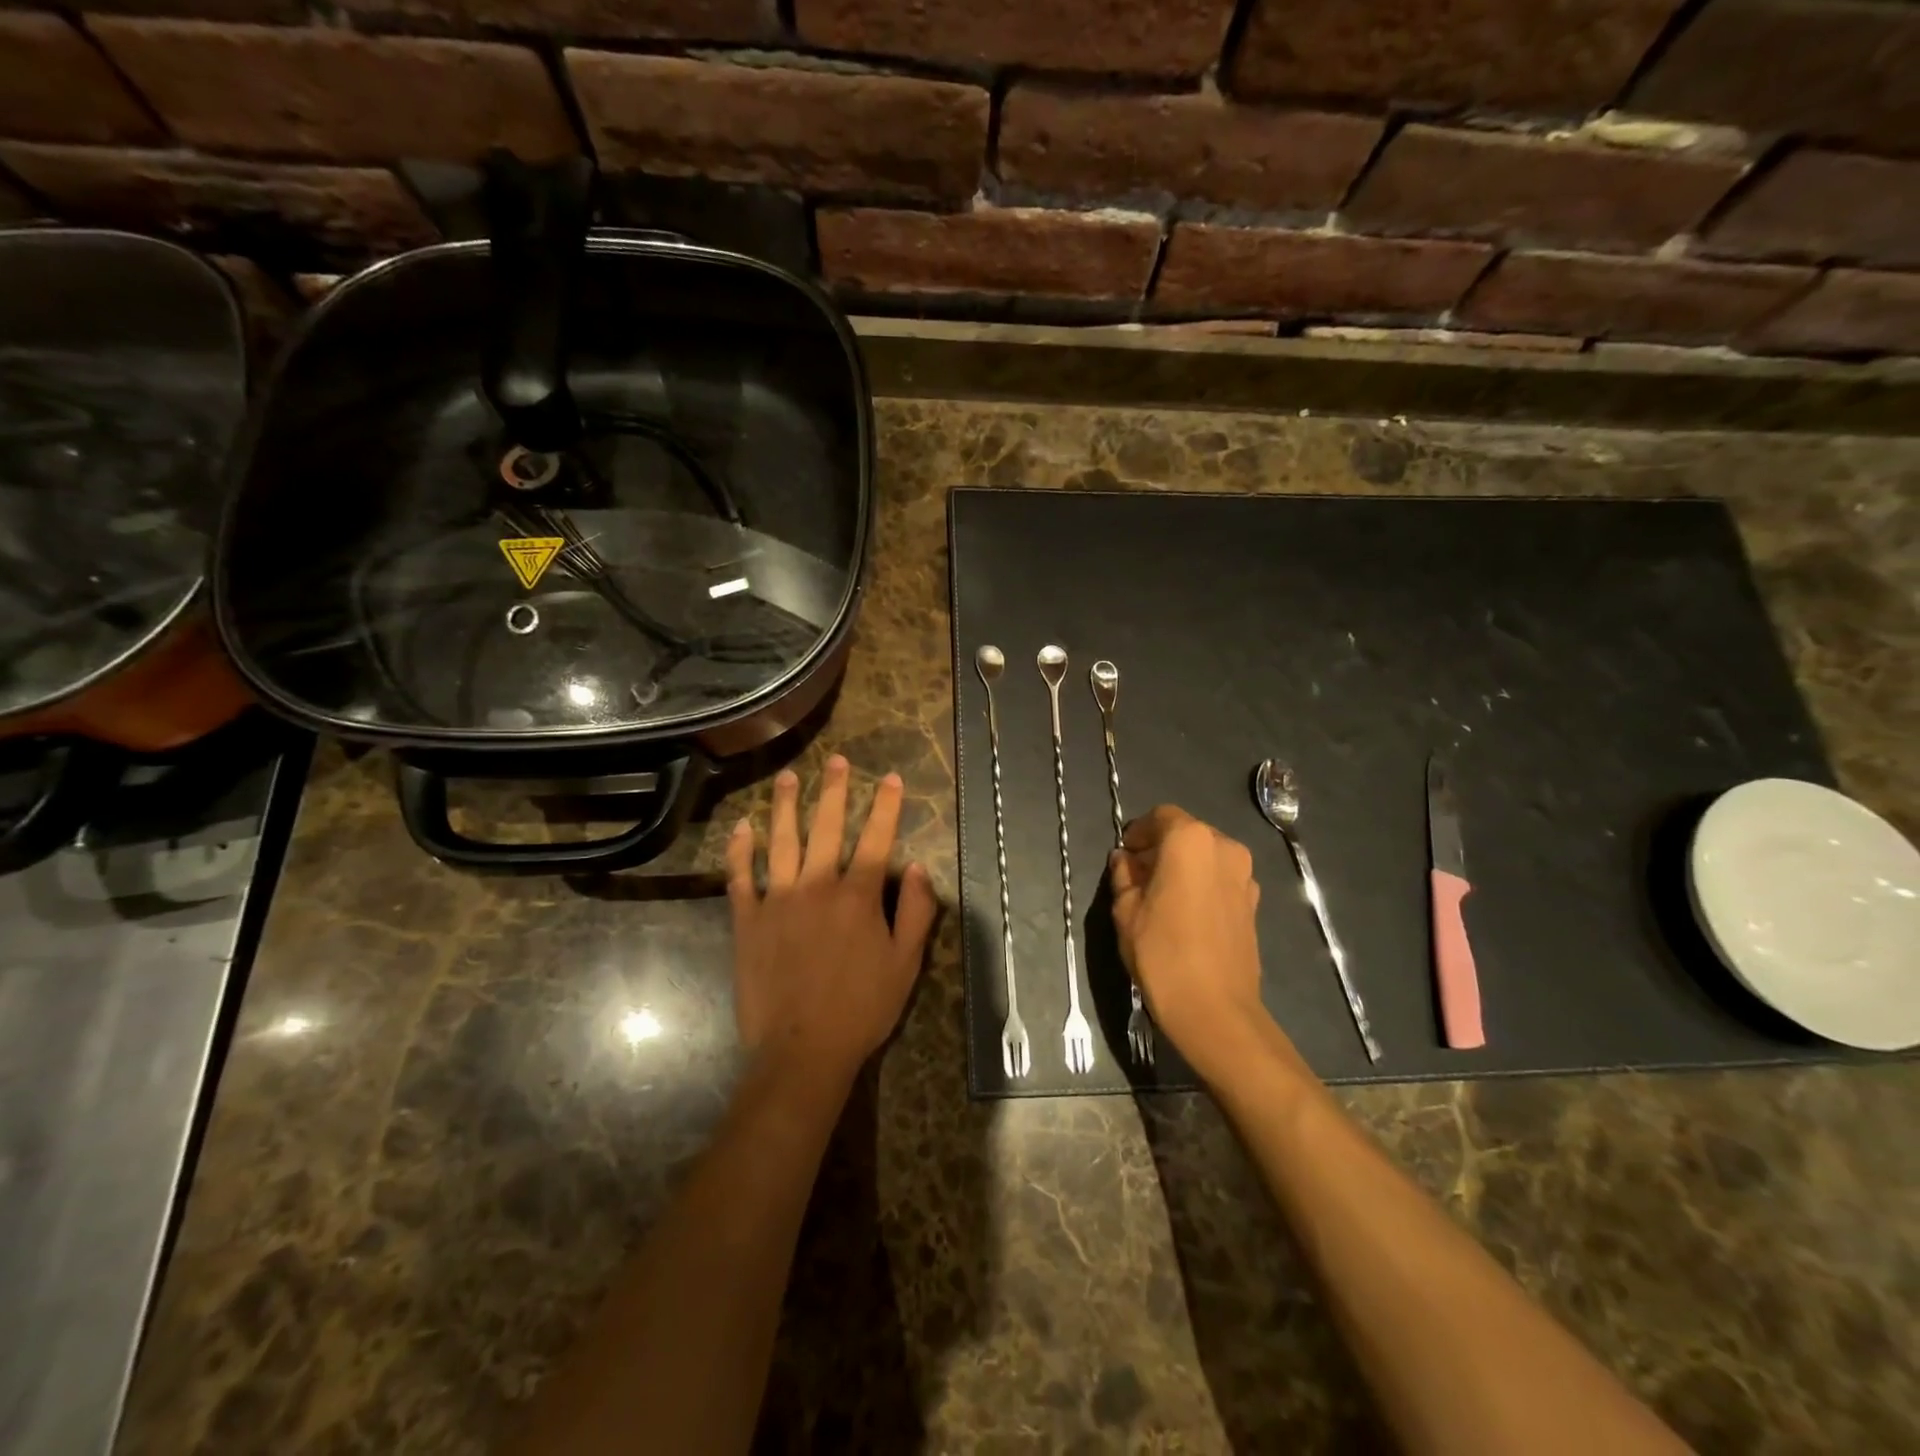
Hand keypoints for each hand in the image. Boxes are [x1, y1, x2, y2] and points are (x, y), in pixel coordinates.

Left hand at [726, 756, 937, 1087]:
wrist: (802, 1050)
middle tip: (835, 760)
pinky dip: (740, 850)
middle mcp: (818, 886)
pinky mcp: (748, 920)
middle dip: (834, 791)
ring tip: (788, 778)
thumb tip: (920, 868)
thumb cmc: (862, 1008)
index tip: (891, 778)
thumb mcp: (906, 965)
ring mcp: (778, 900)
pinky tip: (743, 827)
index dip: (886, 806)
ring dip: (786, 806)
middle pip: (827, 827)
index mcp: (859, 896)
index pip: (877, 838)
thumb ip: (917, 913)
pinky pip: (741, 877)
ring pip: (782, 841)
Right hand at [1110, 805, 1275, 1080]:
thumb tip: (1125, 861)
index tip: (1125, 855)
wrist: (1215, 1010)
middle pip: (1187, 833)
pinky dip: (1202, 884)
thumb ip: (1124, 876)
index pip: (1161, 816)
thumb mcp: (1126, 911)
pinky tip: (1185, 914)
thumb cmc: (1162, 953)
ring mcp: (1245, 876)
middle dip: (1161, 847)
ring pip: (1206, 856)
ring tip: (1162, 897)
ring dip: (1184, 866)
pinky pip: (1221, 879)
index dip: (1139, 831)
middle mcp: (1224, 847)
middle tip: (1139, 876)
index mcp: (1189, 840)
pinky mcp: (1253, 903)